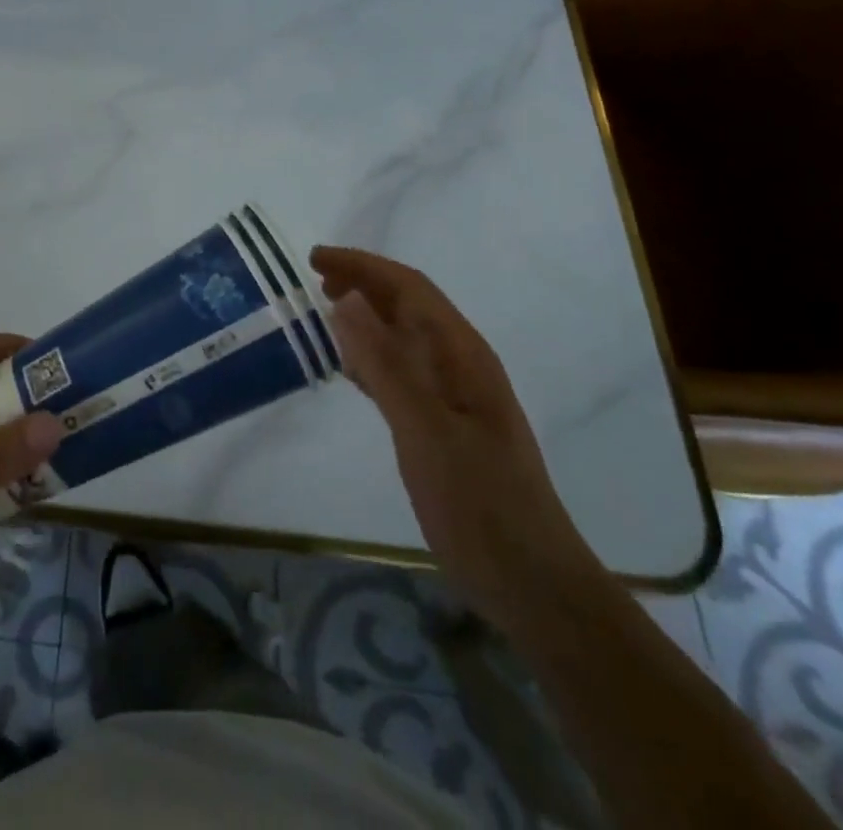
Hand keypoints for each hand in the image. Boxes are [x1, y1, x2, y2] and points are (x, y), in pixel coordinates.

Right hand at [311, 245, 605, 635]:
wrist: (529, 583)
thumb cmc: (479, 502)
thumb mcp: (425, 429)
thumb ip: (384, 362)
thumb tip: (346, 297)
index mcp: (463, 355)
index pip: (410, 287)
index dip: (362, 265)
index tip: (314, 260)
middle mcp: (460, 365)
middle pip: (407, 306)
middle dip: (362, 284)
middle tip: (313, 281)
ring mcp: (453, 397)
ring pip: (402, 338)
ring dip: (364, 318)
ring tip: (322, 312)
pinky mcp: (441, 426)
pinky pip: (399, 372)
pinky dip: (369, 358)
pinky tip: (347, 369)